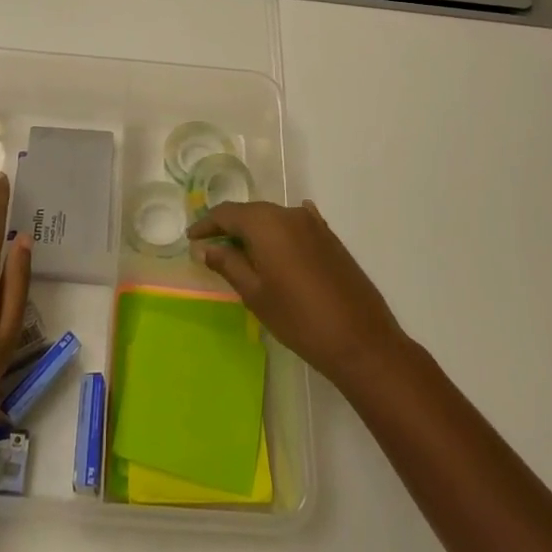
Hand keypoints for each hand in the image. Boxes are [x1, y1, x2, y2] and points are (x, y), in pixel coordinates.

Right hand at [187, 200, 405, 389]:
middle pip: (251, 212)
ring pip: (274, 218)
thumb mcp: (254, 293)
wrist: (359, 339)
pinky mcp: (330, 238)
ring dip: (255, 232)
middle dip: (230, 227)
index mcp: (265, 223)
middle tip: (213, 247)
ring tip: (242, 253)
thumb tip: (206, 247)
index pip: (226, 213)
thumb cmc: (298, 318)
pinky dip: (280, 233)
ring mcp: (314, 224)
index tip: (191, 238)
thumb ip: (228, 264)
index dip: (206, 224)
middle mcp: (289, 213)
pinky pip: (296, 225)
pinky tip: (278, 243)